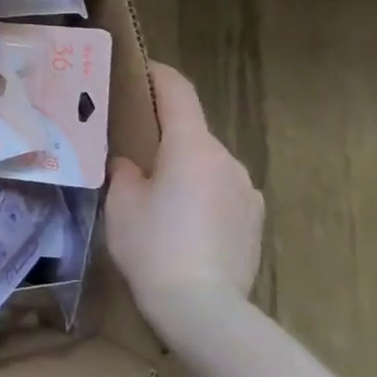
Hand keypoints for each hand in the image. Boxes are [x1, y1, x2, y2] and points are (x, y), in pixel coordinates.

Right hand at [106, 61, 263, 344]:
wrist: (204, 309)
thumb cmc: (153, 245)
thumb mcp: (121, 203)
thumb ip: (125, 171)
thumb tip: (133, 163)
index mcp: (191, 146)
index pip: (178, 92)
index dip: (159, 74)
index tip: (142, 67)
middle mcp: (227, 159)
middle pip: (193, 131)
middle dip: (166, 134)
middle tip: (135, 149)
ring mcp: (247, 191)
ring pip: (209, 164)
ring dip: (185, 167)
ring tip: (158, 195)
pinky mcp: (256, 221)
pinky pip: (224, 192)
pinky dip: (203, 194)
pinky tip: (184, 224)